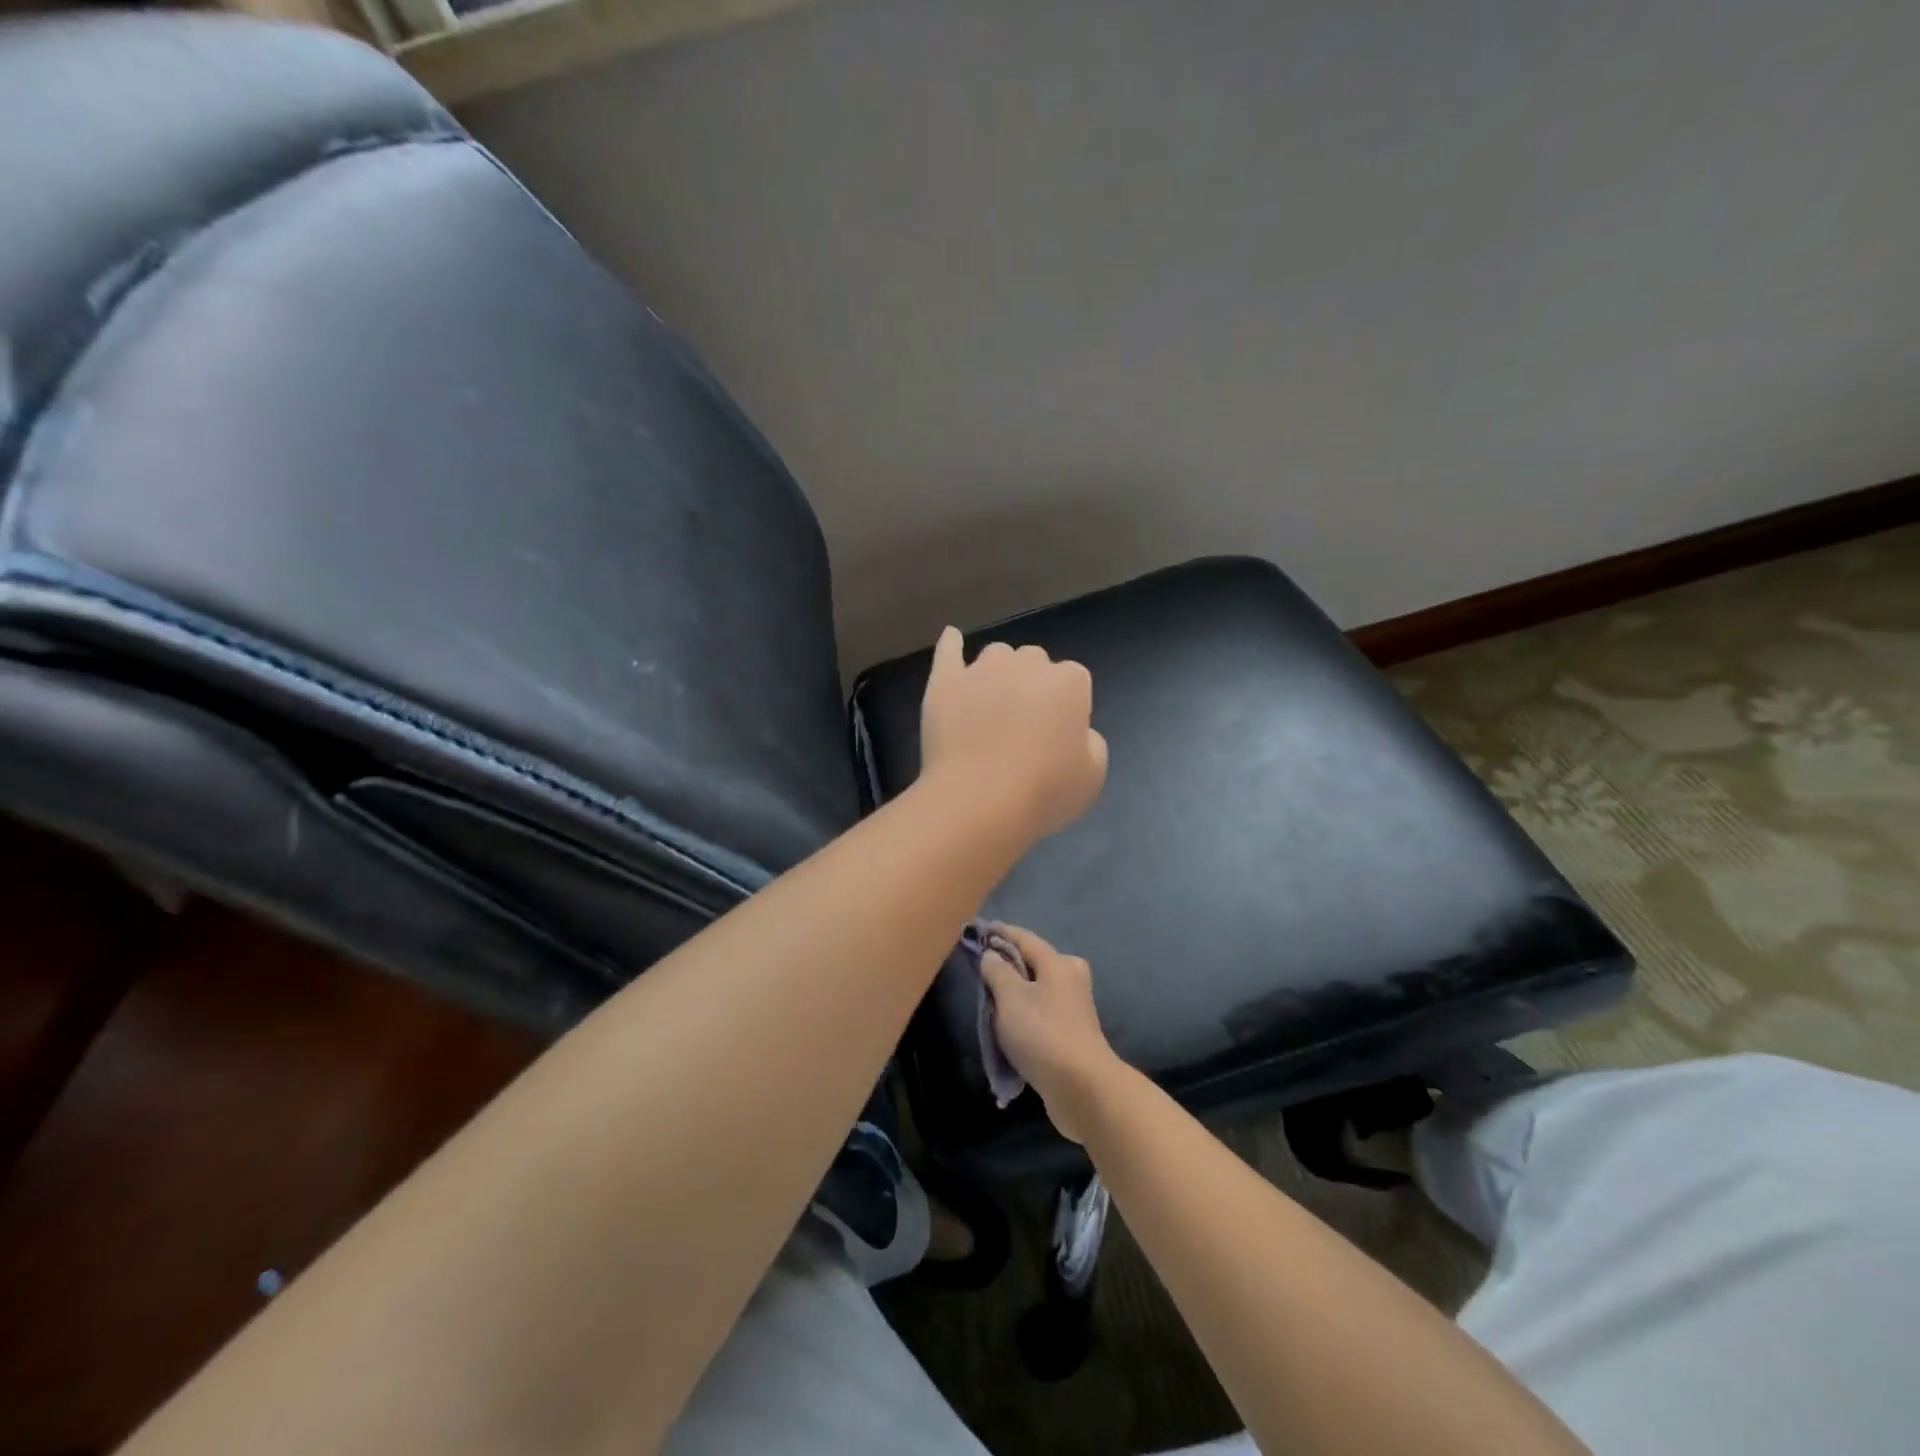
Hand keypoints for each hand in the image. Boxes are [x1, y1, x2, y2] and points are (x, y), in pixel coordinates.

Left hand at [919, 627, 1107, 840]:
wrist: (979, 799)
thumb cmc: (1045, 791)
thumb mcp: (1092, 775)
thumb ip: (1090, 742)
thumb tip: (1076, 731)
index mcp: (1070, 681)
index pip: (1075, 681)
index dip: (1066, 708)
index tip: (1057, 737)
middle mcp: (1028, 663)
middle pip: (1035, 662)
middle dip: (1033, 685)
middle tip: (1024, 725)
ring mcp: (982, 669)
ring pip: (996, 655)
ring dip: (999, 672)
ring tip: (991, 705)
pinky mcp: (945, 681)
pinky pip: (948, 651)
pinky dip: (951, 644)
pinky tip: (952, 638)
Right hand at [979, 924, 1120, 1142]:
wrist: (1083, 1088)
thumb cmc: (1043, 1034)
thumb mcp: (1011, 997)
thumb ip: (997, 971)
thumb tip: (992, 954)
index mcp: (1058, 963)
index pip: (1024, 938)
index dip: (1000, 933)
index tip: (979, 930)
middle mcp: (1071, 979)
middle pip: (1036, 962)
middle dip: (1011, 962)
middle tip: (985, 969)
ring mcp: (1075, 1008)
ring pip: (1040, 989)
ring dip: (1018, 992)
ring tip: (993, 1000)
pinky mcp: (1073, 1034)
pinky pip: (1043, 1013)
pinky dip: (1026, 1014)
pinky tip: (1011, 1026)